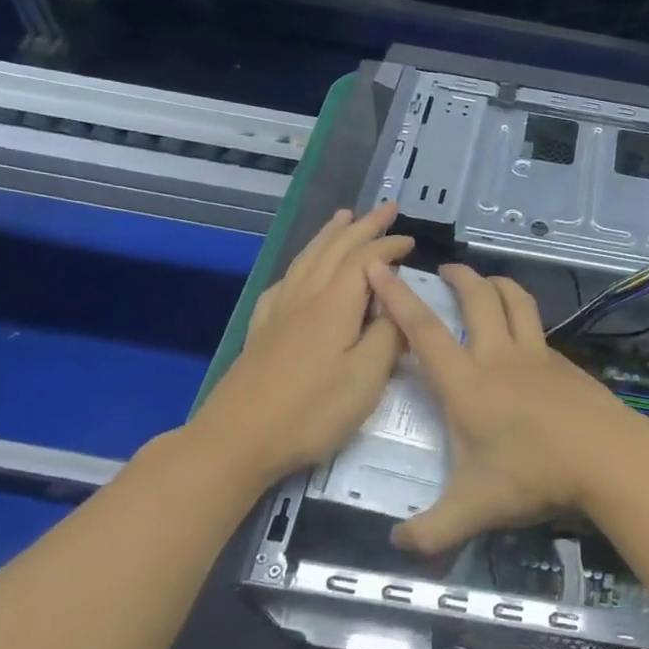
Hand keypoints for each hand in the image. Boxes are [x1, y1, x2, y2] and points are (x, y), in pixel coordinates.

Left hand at [191, 205, 411, 486]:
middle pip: (335, 249)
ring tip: (343, 218)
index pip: (366, 260)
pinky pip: (286, 281)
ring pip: (308, 259)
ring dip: (330, 235)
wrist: (237, 440)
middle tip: (386, 208)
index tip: (411, 240)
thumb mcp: (366, 379)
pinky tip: (301, 270)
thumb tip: (399, 305)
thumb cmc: (310, 412)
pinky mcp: (263, 330)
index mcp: (335, 305)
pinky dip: (301, 264)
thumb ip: (388, 337)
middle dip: (363, 226)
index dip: (389, 245)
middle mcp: (306, 297)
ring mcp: (279, 312)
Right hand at [365, 263, 648, 552]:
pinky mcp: (564, 363)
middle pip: (478, 299)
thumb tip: (397, 546)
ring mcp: (537, 356)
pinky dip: (524, 317)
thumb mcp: (474, 510)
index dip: (398, 298)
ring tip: (486, 283)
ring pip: (516, 302)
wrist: (608, 458)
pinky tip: (523, 337)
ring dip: (497, 284)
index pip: (424, 332)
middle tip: (446, 269)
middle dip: (459, 277)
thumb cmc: (534, 476)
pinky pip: (538, 328)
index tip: (379, 268)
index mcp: (467, 384)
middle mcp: (499, 357)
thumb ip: (432, 531)